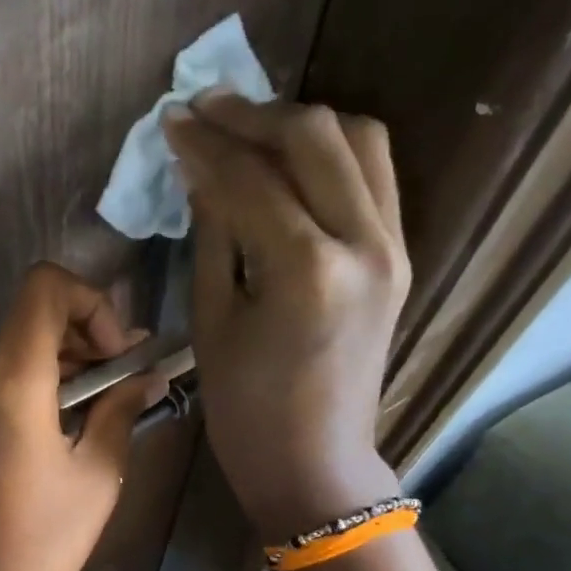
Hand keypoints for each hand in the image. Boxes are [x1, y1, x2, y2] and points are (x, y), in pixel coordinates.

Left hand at [0, 263, 161, 570]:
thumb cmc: (40, 545)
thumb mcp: (97, 475)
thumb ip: (121, 410)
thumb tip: (146, 376)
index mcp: (8, 379)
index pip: (44, 286)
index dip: (90, 303)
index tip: (115, 356)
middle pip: (27, 320)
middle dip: (80, 340)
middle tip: (121, 384)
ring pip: (6, 352)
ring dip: (53, 367)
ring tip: (90, 414)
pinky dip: (22, 388)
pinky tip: (47, 435)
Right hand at [161, 92, 408, 541]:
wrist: (314, 462)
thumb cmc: (246, 410)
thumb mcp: (212, 322)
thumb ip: (213, 235)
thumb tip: (202, 172)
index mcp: (306, 269)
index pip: (250, 178)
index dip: (204, 144)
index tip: (171, 120)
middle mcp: (364, 242)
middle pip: (314, 137)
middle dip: (253, 113)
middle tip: (205, 108)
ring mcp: (393, 246)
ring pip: (358, 141)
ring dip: (300, 123)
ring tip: (249, 128)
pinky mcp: (400, 255)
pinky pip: (374, 175)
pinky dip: (332, 153)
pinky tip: (290, 161)